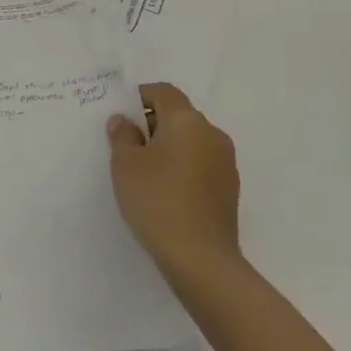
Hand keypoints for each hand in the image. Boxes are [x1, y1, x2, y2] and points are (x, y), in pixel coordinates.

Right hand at [107, 82, 240, 285]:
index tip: (121, 117)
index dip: (140, 97)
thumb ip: (122, 135)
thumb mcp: (125, 165)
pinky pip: (200, 163)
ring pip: (191, 141)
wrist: (200, 258)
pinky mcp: (229, 188)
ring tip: (145, 173)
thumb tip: (124, 121)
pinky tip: (165, 192)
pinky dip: (182, 167)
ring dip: (168, 147)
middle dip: (152, 124)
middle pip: (179, 115)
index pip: (163, 92)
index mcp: (187, 121)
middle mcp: (212, 134)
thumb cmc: (157, 201)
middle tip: (127, 147)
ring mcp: (225, 162)